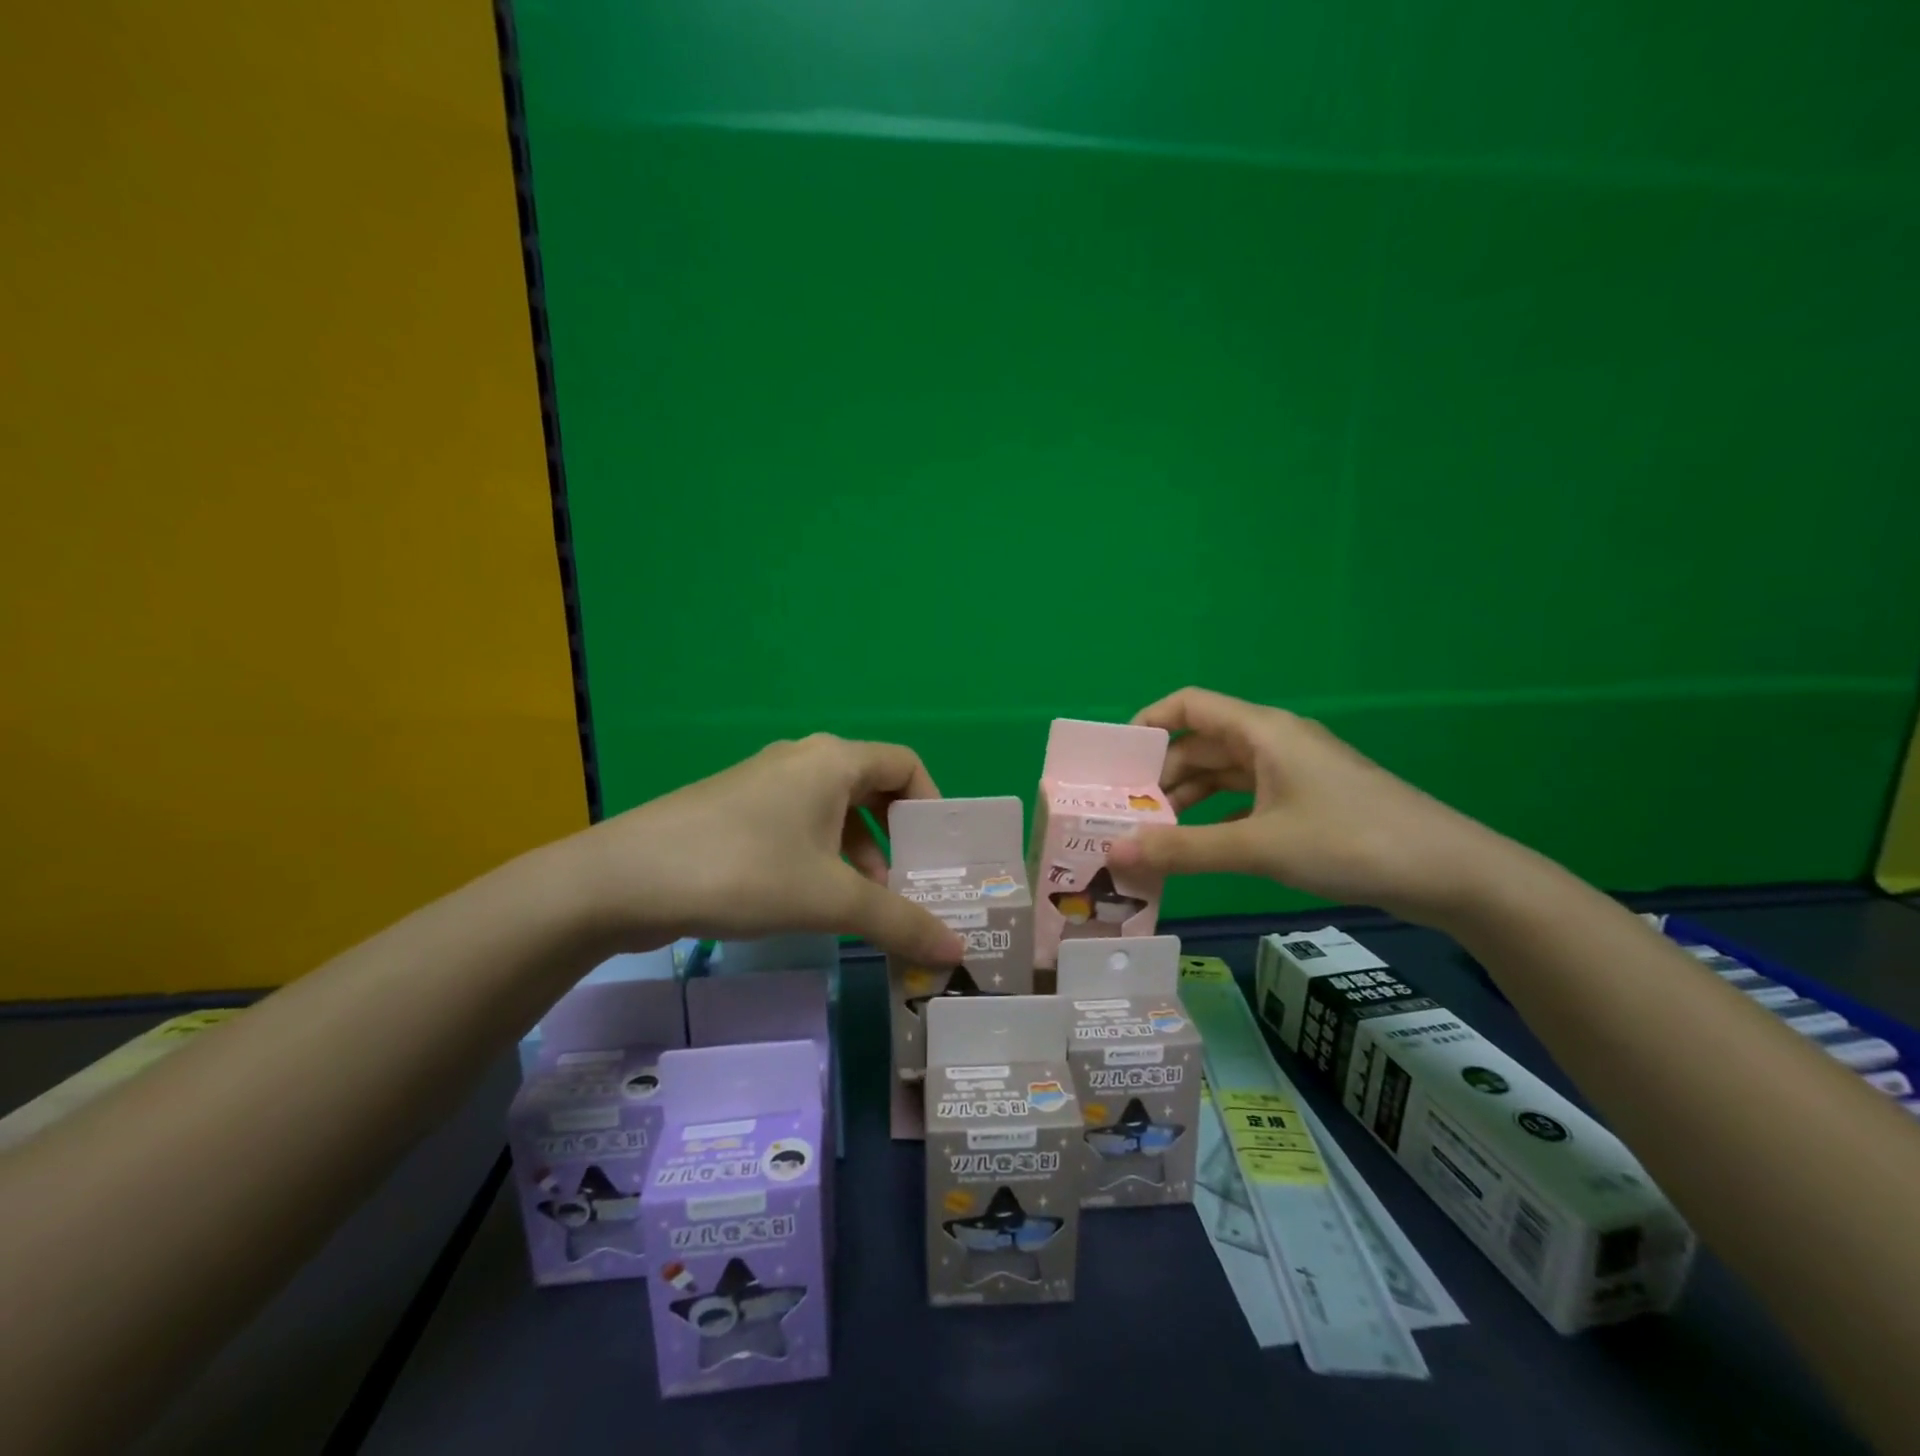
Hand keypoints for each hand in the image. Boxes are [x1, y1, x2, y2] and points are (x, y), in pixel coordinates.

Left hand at [571, 734, 966, 963]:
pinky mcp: (737, 811)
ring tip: (866, 908)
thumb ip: (899, 922)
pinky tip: (815, 903)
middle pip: (872, 790)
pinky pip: (800, 826)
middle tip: (910, 888)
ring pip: (834, 813)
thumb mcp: (830, 899)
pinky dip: (822, 858)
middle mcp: (803, 761)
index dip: (932, 805)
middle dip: (897, 840)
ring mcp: (766, 784)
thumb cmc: (744, 871)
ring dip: (860, 856)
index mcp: (833, 760)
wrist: (624, 880)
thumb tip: (959, 954)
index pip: (906, 765)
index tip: (938, 856)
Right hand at [1105, 687, 1513, 926]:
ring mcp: (1294, 772)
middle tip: (1125, 812)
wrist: (1451, 873)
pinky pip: (1247, 799)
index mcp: (1262, 731)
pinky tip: (1199, 846)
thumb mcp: (1258, 846)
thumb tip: (1113, 852)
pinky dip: (1218, 817)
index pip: (1189, 705)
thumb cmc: (1349, 841)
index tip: (1115, 761)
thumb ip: (1183, 850)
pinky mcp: (1308, 801)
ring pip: (1224, 774)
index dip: (1147, 723)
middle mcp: (1274, 742)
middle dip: (1161, 775)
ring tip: (1153, 834)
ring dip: (1189, 799)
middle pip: (1202, 743)